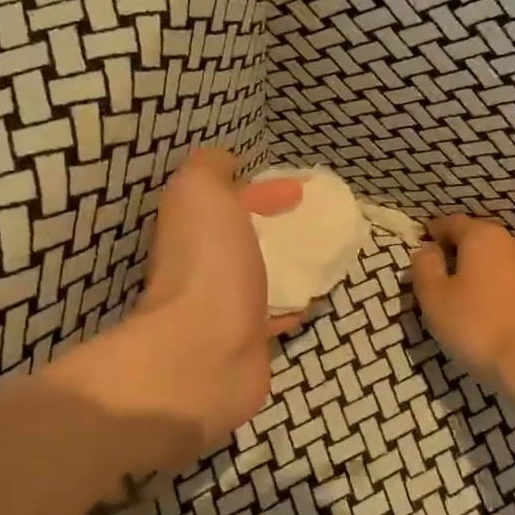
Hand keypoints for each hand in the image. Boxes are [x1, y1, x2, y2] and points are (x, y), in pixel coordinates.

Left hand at [135, 146, 303, 439]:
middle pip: (242, 238)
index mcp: (192, 229)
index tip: (300, 189)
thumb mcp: (200, 192)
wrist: (206, 353)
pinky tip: (314, 300)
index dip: (261, 190)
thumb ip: (209, 167)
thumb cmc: (208, 265)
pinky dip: (292, 304)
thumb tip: (224, 161)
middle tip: (314, 223)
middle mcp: (202, 267)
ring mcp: (223, 308)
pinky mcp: (246, 343)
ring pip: (258, 277)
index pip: (227, 200)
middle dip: (273, 226)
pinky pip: (273, 316)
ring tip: (322, 256)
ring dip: (284, 264)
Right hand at [411, 214, 514, 393]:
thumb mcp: (434, 298)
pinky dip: (504, 292)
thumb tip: (427, 249)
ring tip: (468, 297)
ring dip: (484, 273)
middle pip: (480, 240)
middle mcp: (514, 244)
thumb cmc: (477, 327)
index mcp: (483, 237)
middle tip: (441, 275)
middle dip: (460, 252)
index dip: (434, 232)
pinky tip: (496, 315)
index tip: (423, 245)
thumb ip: (425, 267)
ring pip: (502, 262)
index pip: (452, 222)